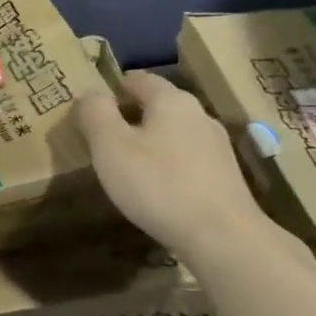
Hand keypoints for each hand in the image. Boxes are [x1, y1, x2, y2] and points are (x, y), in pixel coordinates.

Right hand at [76, 70, 268, 254]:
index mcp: (171, 100)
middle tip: (105, 136)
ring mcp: (217, 146)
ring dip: (152, 141)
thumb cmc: (158, 185)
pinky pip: (189, 158)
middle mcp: (199, 114)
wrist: (222, 236)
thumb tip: (90, 94)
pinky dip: (169, 163)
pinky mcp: (226, 175)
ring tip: (129, 163)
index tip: (95, 105)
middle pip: (159, 104)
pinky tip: (159, 187)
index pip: (139, 79)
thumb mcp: (110, 147)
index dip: (114, 88)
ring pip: (175, 132)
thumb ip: (96, 113)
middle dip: (133, 115)